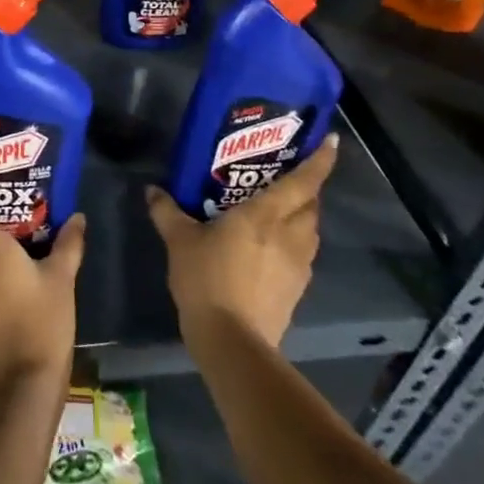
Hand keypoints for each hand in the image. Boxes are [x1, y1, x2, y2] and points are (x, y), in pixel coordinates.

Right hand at [146, 137, 337, 351]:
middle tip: (289, 177)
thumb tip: (152, 190)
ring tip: (280, 212)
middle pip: (311, 205)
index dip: (320, 161)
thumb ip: (168, 212)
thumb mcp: (179, 241)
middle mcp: (290, 235)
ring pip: (310, 231)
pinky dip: (294, 245)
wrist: (231, 341)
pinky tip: (272, 250)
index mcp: (266, 215)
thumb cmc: (207, 279)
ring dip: (302, 217)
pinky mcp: (296, 291)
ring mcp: (298, 266)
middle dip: (307, 189)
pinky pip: (302, 256)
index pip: (302, 182)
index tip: (331, 141)